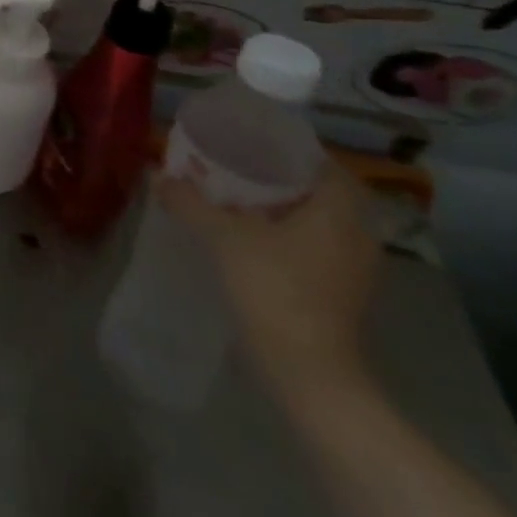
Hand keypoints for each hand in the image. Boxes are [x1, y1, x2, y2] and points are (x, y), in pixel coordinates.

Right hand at [157, 164, 380, 409]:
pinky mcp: (342, 296)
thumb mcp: (222, 237)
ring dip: (286, 212)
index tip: (254, 145)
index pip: (326, 167)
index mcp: (339, 213)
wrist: (306, 370)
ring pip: (321, 225)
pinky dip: (289, 239)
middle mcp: (357, 237)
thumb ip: (191, 202)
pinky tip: (251, 242)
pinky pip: (317, 250)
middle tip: (238, 169)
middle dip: (283, 181)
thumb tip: (159, 176)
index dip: (292, 153)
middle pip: (323, 195)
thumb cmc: (273, 288)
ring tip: (238, 203)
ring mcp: (354, 271)